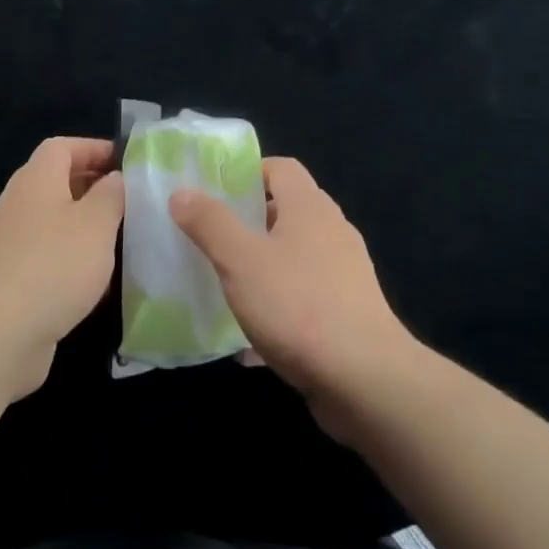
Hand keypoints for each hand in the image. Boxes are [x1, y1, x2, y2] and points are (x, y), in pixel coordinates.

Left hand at [0, 137, 124, 400]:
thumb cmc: (53, 265)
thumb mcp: (96, 223)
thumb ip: (111, 195)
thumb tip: (115, 178)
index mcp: (37, 179)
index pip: (63, 146)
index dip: (94, 148)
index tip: (127, 163)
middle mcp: (19, 204)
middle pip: (57, 182)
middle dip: (93, 187)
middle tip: (130, 201)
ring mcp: (11, 243)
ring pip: (53, 221)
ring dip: (85, 226)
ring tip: (121, 238)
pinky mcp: (10, 280)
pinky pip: (47, 256)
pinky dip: (72, 259)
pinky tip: (96, 281)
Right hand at [171, 157, 414, 439]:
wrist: (366, 381)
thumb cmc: (298, 306)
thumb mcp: (240, 261)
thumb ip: (210, 223)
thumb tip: (182, 192)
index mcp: (309, 207)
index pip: (280, 167)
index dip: (247, 173)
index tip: (214, 194)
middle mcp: (332, 231)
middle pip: (287, 211)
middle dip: (249, 222)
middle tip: (212, 239)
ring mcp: (345, 273)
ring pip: (295, 257)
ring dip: (262, 267)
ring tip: (226, 286)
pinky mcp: (349, 313)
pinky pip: (304, 298)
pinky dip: (279, 308)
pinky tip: (250, 341)